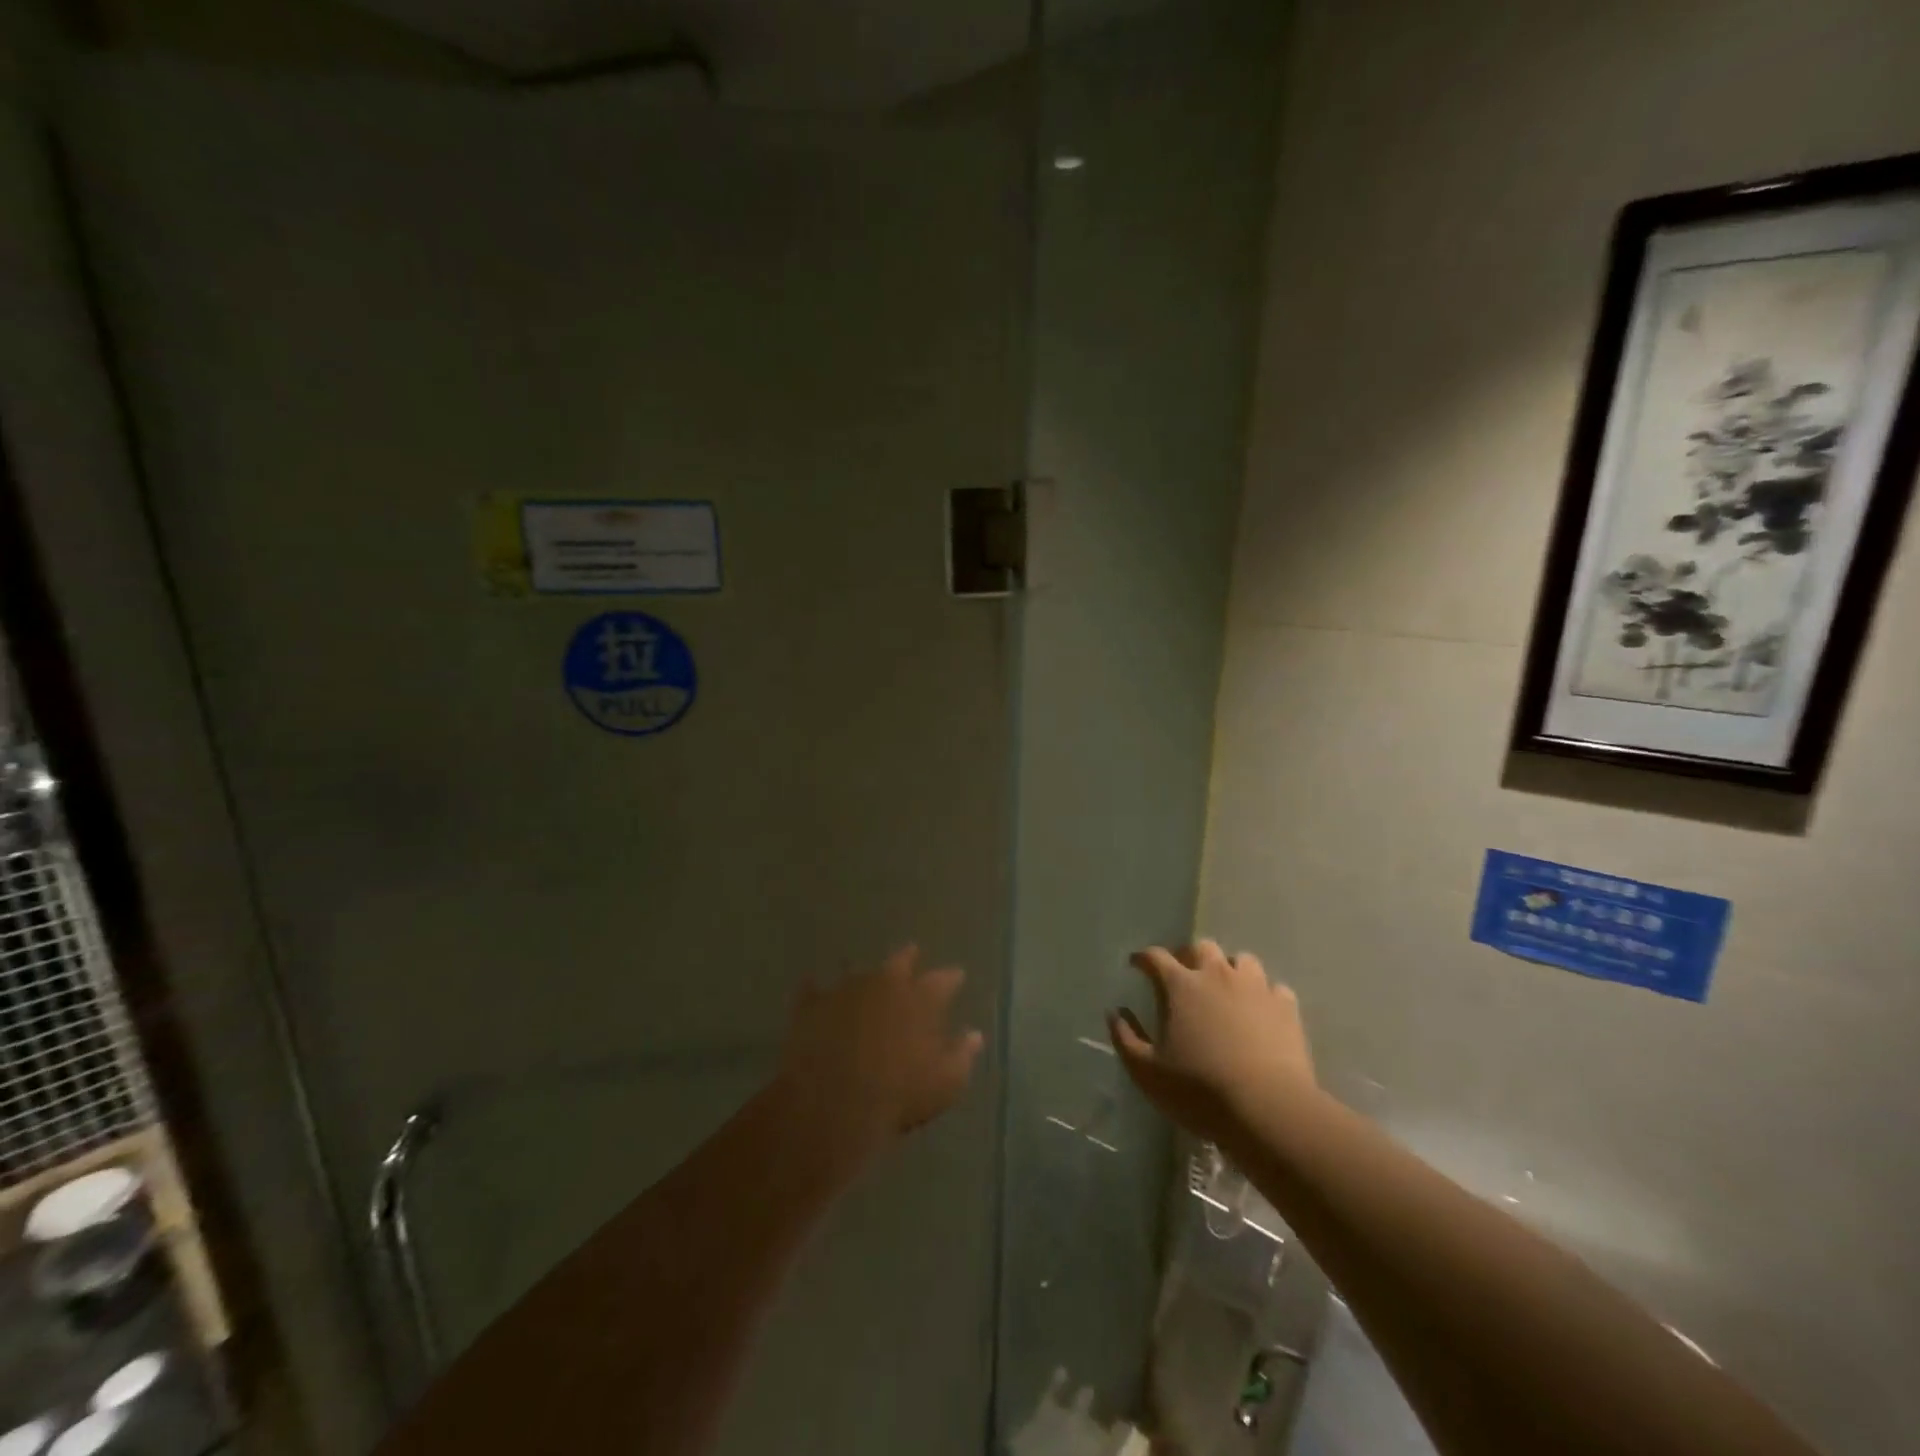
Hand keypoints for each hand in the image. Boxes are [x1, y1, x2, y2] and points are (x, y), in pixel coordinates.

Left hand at [775, 946, 984, 1168]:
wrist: (832, 1104)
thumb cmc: (899, 1095)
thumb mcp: (946, 1083)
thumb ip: (962, 1054)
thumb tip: (974, 1035)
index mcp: (921, 999)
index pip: (943, 979)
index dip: (951, 978)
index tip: (957, 976)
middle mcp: (885, 983)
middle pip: (900, 960)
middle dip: (908, 957)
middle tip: (912, 954)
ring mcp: (846, 990)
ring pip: (858, 971)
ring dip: (864, 976)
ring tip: (864, 979)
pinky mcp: (811, 1005)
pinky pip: (813, 989)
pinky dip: (816, 990)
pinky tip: (814, 990)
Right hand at [1108, 940, 1316, 1146]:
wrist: (1268, 1109)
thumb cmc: (1199, 1090)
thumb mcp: (1147, 1072)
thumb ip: (1126, 1038)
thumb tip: (1115, 1013)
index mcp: (1180, 985)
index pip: (1155, 957)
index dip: (1143, 958)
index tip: (1136, 964)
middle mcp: (1217, 974)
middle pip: (1201, 947)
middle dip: (1189, 956)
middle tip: (1184, 976)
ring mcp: (1255, 987)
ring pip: (1242, 960)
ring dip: (1230, 969)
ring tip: (1226, 989)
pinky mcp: (1286, 1007)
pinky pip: (1274, 988)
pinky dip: (1264, 995)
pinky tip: (1261, 1012)